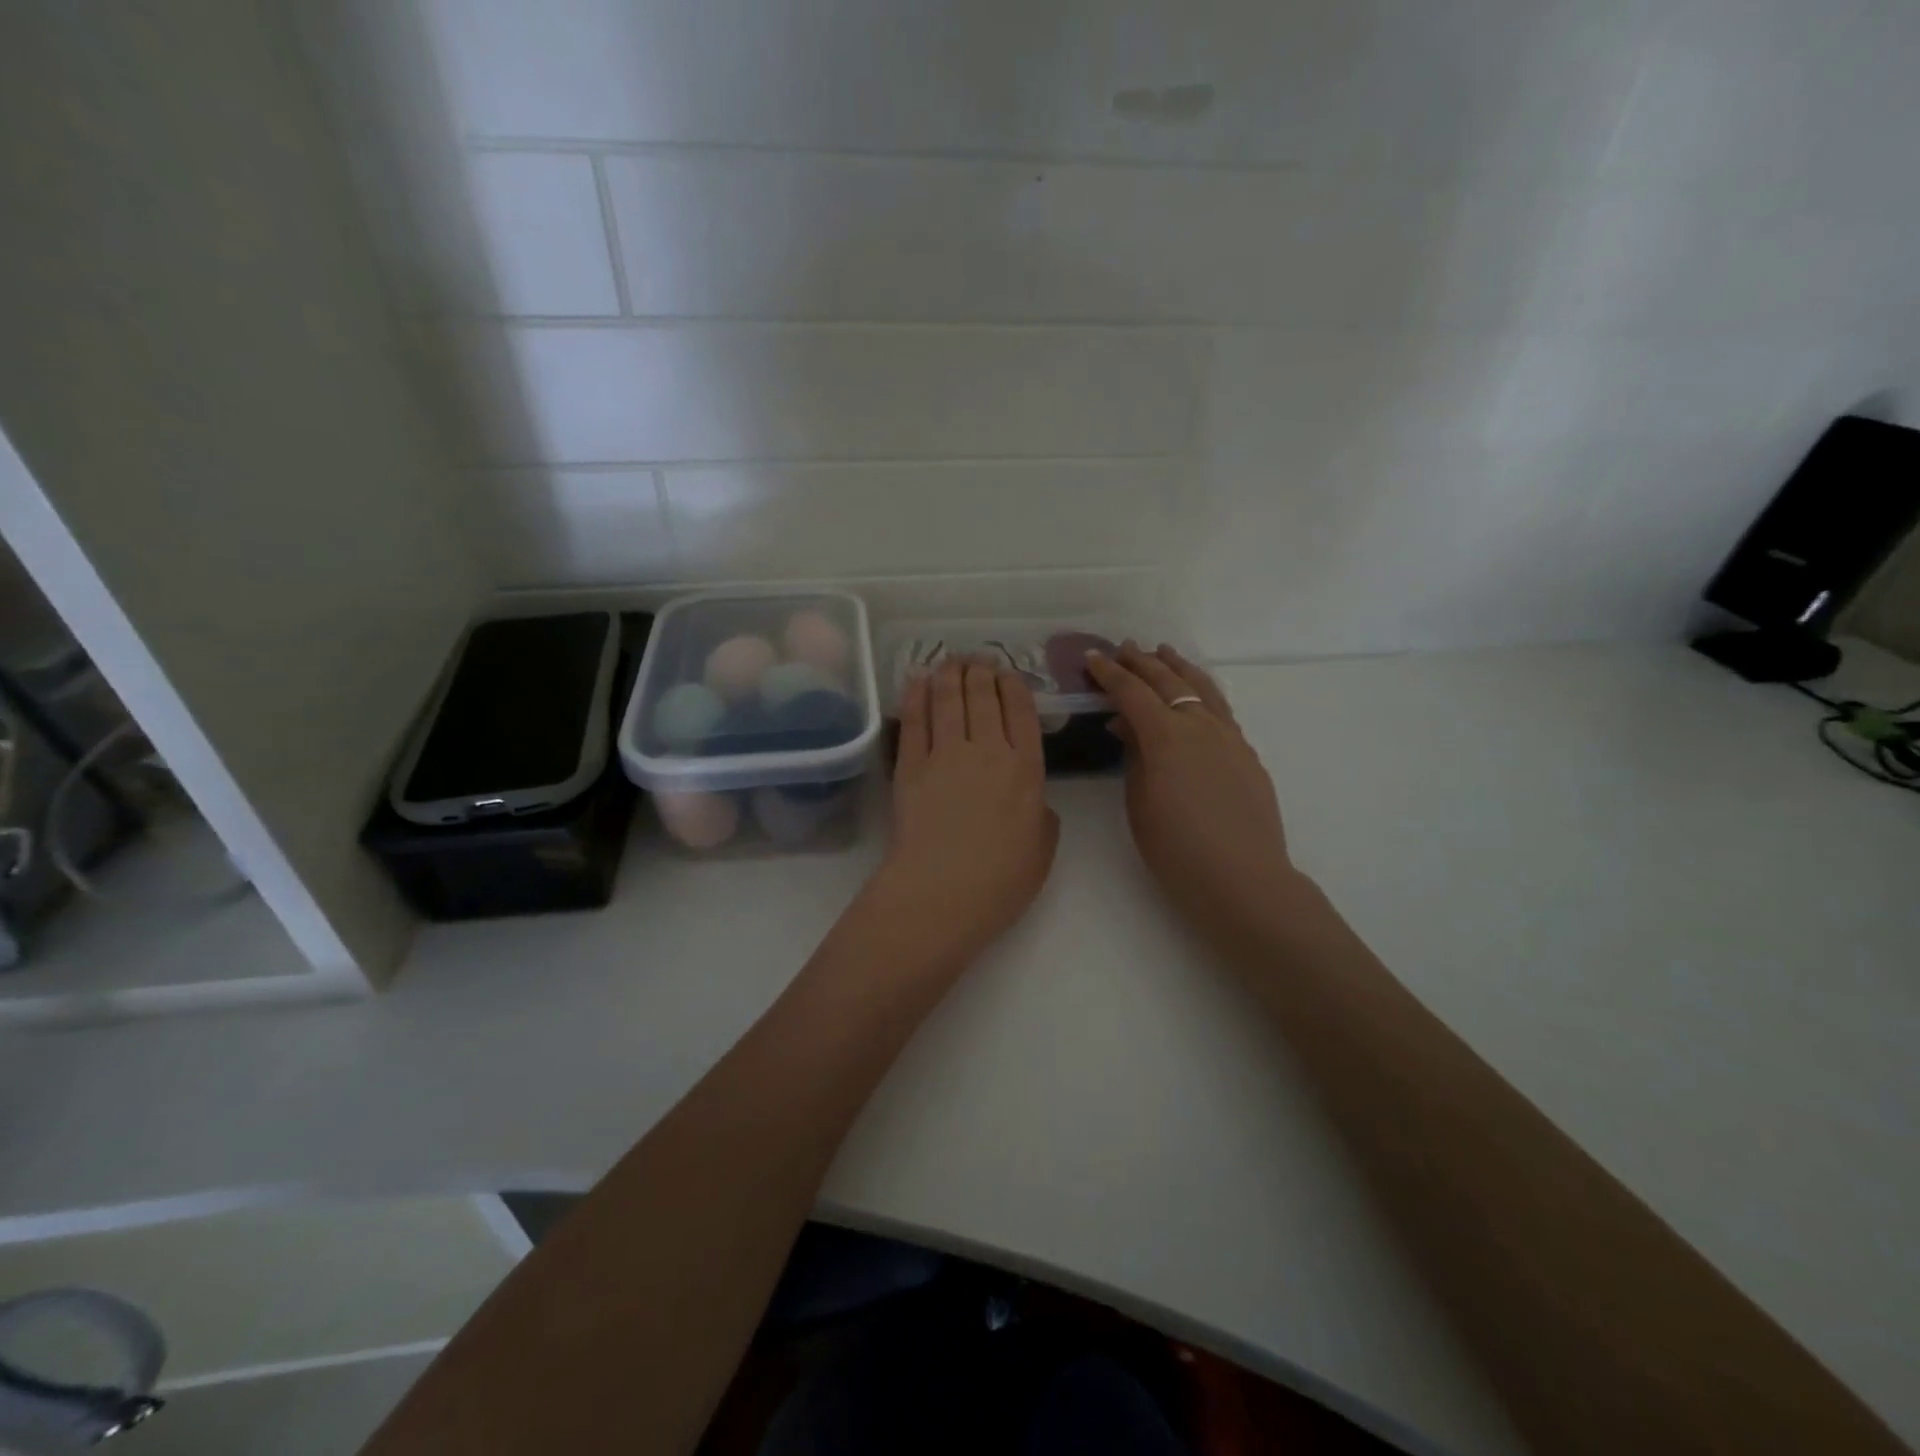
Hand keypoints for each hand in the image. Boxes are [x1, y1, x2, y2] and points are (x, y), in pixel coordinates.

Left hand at [872, 657, 1058, 967]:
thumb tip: (1032, 801)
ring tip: (952, 660)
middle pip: (983, 696)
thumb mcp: (1043, 848)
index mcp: (1026, 768)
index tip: (1007, 673)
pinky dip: (917, 695)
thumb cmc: (1001, 880)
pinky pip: (915, 720)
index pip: (1021, 711)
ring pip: (948, 698)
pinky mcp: (910, 765)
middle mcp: (988, 749)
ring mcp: (945, 754)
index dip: (1013, 685)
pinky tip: (918, 680)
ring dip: (951, 674)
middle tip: (978, 660)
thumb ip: (1042, 814)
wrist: (943, 892)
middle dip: (981, 671)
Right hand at [1085, 643, 1301, 942]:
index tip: (1092, 657)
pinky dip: (1202, 691)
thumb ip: (1134, 755)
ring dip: (1178, 667)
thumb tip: (1128, 725)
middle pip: (1168, 681)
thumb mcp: (1139, 802)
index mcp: (1166, 735)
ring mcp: (1229, 736)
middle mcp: (1200, 725)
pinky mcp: (1246, 753)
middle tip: (1122, 649)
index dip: (1109, 673)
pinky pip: (1220, 708)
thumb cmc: (1176, 849)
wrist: (1242, 878)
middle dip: (1142, 662)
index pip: (1132, 692)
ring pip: (1202, 688)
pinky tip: (1196, 697)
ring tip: (1164, 653)